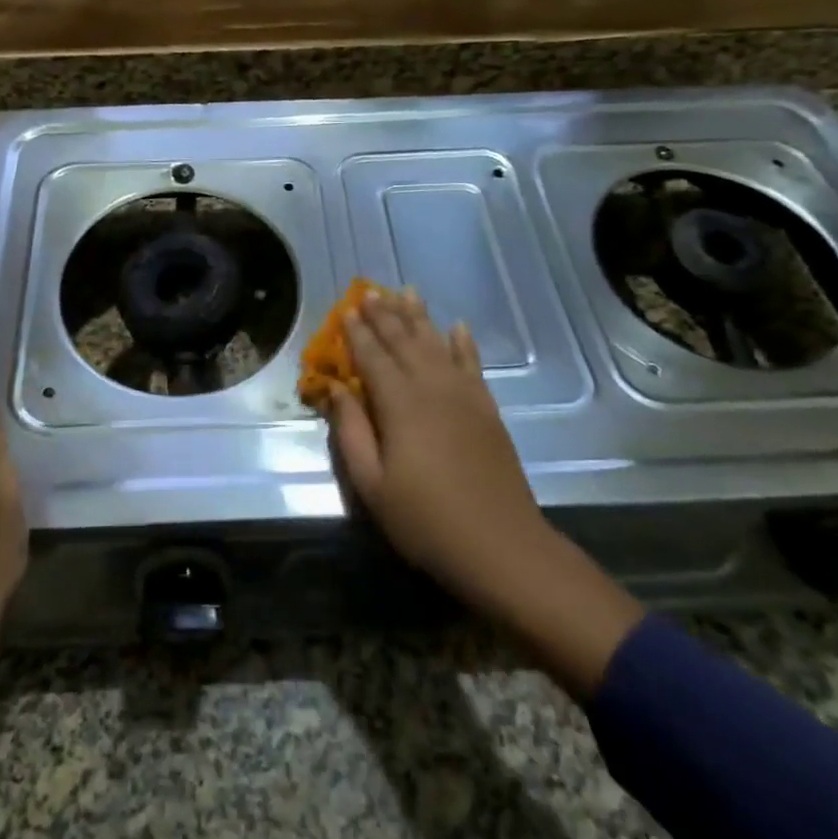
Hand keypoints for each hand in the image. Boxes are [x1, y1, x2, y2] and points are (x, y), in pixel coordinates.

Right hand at [320, 290, 548, 618]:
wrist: (501, 546)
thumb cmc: (426, 520)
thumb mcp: (372, 484)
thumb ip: (352, 431)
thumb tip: (336, 389)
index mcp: (399, 404)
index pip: (372, 357)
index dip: (356, 332)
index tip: (344, 310)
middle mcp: (431, 387)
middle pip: (403, 341)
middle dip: (384, 314)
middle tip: (368, 292)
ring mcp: (464, 395)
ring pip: (436, 343)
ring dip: (418, 317)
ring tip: (405, 292)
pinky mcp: (487, 408)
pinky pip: (472, 364)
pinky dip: (463, 343)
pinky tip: (457, 326)